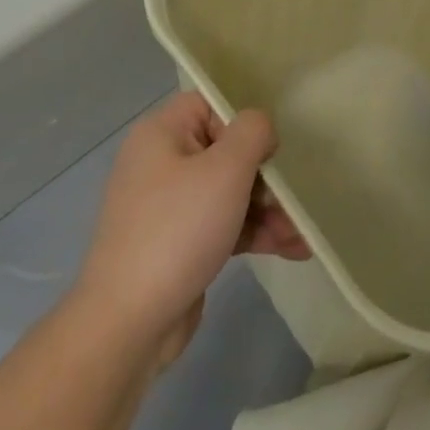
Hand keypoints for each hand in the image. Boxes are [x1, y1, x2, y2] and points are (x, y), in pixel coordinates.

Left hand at [75, 92, 308, 365]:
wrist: (129, 323)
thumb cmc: (179, 229)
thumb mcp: (226, 169)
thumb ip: (252, 132)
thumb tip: (259, 128)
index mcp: (161, 133)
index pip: (210, 106)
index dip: (243, 124)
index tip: (267, 153)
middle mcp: (160, 163)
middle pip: (225, 152)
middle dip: (265, 178)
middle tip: (292, 202)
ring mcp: (166, 207)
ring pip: (228, 193)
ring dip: (267, 210)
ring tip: (300, 236)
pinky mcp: (176, 244)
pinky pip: (221, 225)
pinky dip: (252, 233)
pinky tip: (291, 250)